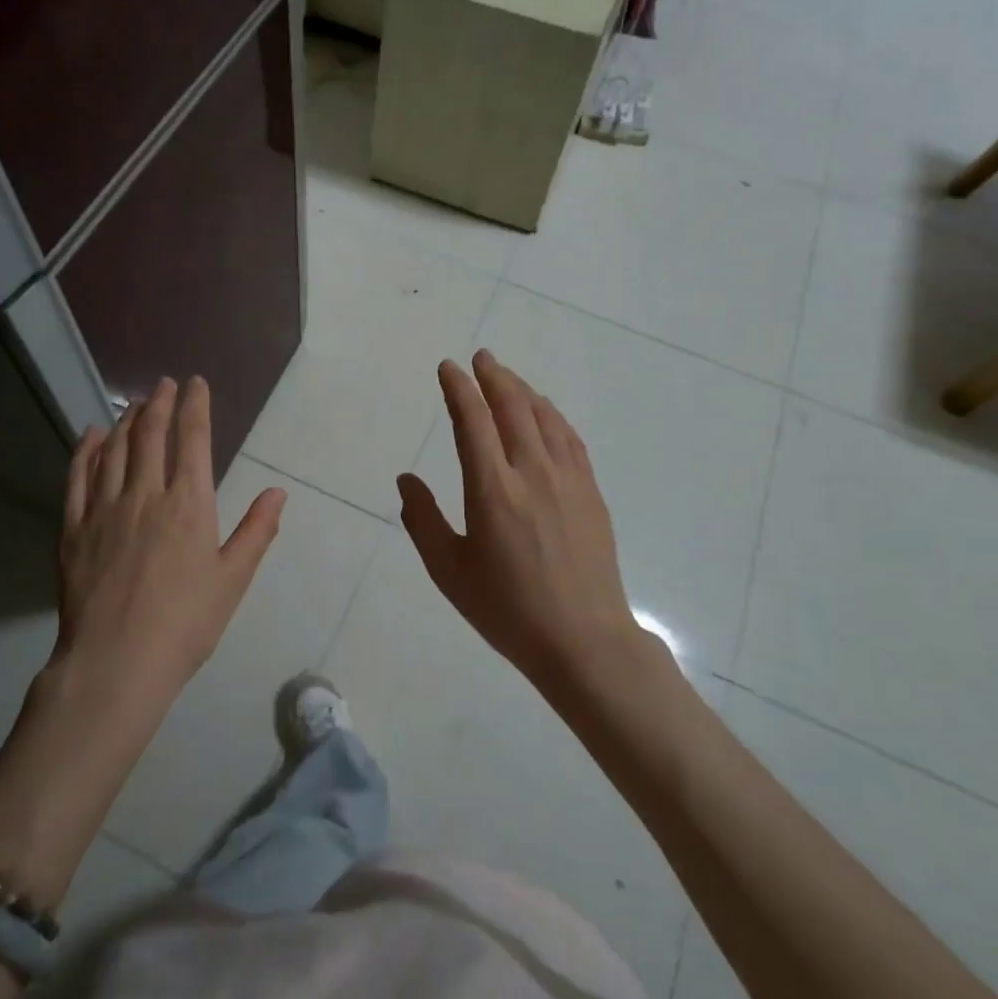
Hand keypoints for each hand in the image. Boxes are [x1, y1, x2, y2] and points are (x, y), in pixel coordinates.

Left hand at [56, 375, 286, 705]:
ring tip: (134, 404)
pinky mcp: (73, 529)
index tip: (196, 383)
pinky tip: (90, 436)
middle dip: (159, 403)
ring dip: (125, 420)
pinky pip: (78, 477)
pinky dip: (85, 450)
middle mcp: (145, 495)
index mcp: (189, 504)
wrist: (116, 664)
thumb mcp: (232, 580)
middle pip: (150, 435)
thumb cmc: (185, 624)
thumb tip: (279, 492)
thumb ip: (256, 531)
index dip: (195, 406)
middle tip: (164, 384)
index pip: (192, 440)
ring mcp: (104, 509)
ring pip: (114, 449)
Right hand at [397, 351, 640, 688]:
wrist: (583, 640)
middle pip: (512, 407)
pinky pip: (569, 438)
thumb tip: (407, 479)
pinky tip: (545, 412)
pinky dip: (552, 415)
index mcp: (492, 490)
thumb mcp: (449, 571)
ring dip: (523, 390)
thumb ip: (422, 520)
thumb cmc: (507, 610)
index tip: (448, 368)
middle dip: (493, 377)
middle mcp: (531, 473)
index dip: (459, 389)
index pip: (472, 421)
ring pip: (544, 417)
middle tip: (481, 358)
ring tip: (507, 378)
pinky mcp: (590, 492)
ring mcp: (567, 479)